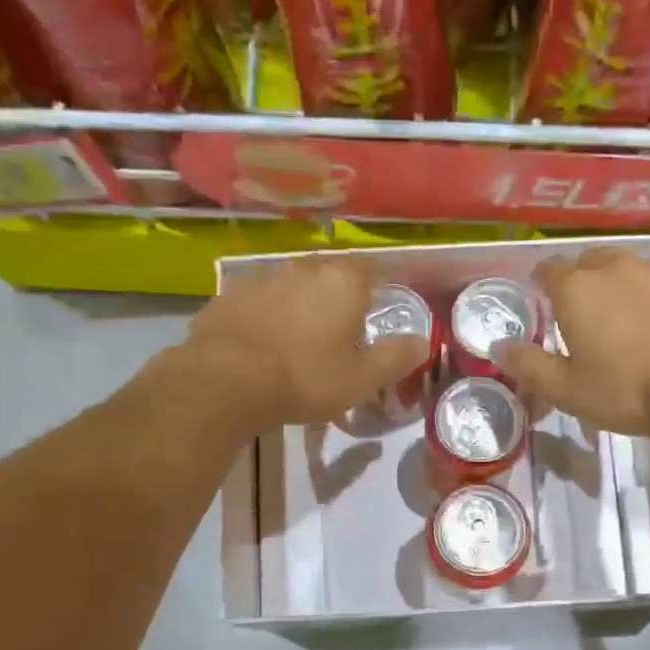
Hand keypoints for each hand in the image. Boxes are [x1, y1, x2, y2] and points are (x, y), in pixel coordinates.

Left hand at [184, 254, 428, 429]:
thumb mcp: (362, 379)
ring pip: (292, 286)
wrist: (226, 381)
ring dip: (300, 305)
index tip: (377, 311)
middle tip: (340, 330)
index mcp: (343, 282)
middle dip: (338, 296)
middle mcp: (304, 268)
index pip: (371, 270)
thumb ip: (396, 357)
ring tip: (300, 339)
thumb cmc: (306, 378)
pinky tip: (264, 343)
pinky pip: (259, 301)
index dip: (378, 289)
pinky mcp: (229, 295)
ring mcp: (262, 278)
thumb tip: (423, 342)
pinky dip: (267, 316)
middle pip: (330, 274)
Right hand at [496, 248, 649, 437]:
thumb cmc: (625, 388)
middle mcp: (613, 269)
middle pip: (586, 263)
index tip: (539, 304)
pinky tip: (649, 331)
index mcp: (576, 288)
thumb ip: (528, 365)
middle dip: (577, 283)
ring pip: (623, 272)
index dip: (539, 285)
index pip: (547, 270)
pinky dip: (644, 301)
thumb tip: (499, 348)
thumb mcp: (566, 389)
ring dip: (613, 289)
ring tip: (614, 323)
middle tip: (576, 317)